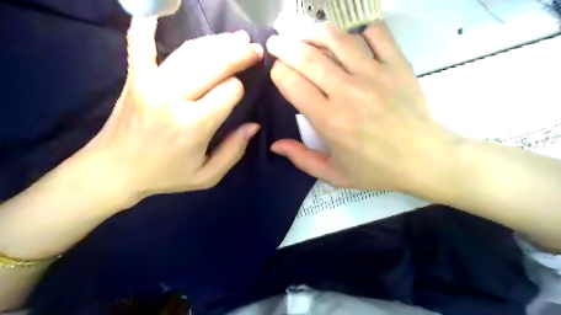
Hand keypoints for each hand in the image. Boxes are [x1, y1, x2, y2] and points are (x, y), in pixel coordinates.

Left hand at [81, 17, 262, 201]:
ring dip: (217, 42)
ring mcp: (150, 82)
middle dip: (240, 55)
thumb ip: (234, 151)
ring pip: (191, 51)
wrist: (114, 171)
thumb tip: (253, 125)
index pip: (230, 91)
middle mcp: (173, 97)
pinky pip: (141, 43)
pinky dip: (148, 24)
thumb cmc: (165, 175)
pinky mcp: (134, 77)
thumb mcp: (207, 175)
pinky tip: (160, 11)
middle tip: (254, 49)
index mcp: (194, 124)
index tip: (239, 95)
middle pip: (215, 64)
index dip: (240, 90)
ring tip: (236, 38)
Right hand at [266, 21, 460, 191]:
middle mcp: (347, 91)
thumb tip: (275, 145)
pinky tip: (351, 40)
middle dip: (284, 46)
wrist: (423, 159)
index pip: (292, 83)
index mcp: (329, 120)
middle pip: (307, 57)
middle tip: (275, 42)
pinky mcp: (397, 64)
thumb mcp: (333, 174)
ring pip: (337, 38)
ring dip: (314, 32)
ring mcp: (374, 74)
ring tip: (305, 34)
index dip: (278, 73)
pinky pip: (376, 33)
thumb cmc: (376, 169)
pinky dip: (360, 31)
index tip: (277, 72)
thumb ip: (301, 159)